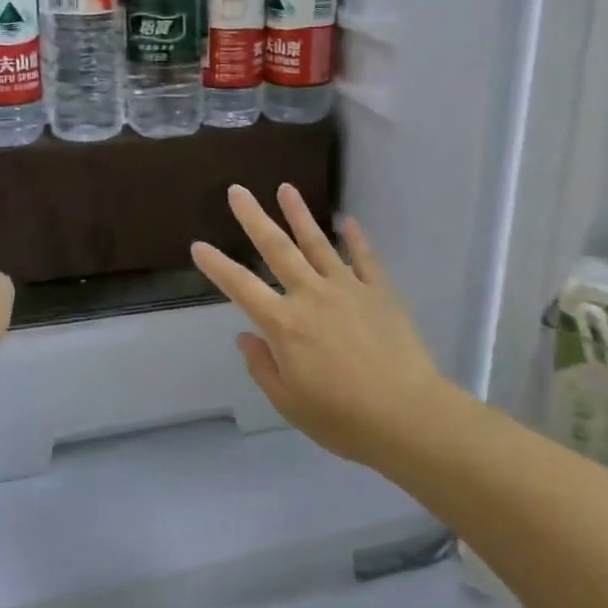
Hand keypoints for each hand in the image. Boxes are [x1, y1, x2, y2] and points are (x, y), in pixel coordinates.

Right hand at [191, 185, 458, 467]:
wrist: (408, 416)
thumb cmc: (343, 419)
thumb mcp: (289, 403)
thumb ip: (263, 366)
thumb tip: (246, 336)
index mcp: (284, 324)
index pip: (241, 287)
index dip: (217, 266)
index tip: (199, 246)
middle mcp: (311, 296)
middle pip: (277, 249)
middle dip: (254, 218)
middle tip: (238, 191)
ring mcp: (348, 289)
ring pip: (318, 243)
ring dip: (299, 214)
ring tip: (285, 188)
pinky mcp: (379, 292)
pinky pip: (364, 258)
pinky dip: (355, 238)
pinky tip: (346, 220)